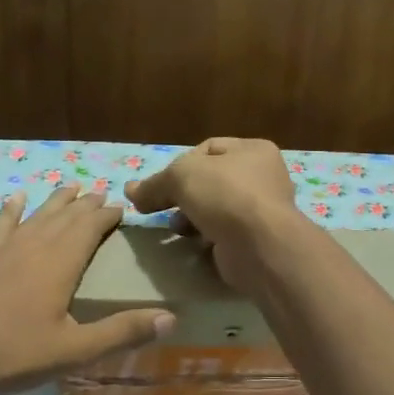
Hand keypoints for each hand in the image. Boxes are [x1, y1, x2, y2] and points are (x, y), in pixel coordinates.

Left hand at [0, 185, 173, 394]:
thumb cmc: (12, 354)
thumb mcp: (74, 350)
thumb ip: (122, 332)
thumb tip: (171, 317)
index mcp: (60, 263)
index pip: (90, 227)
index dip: (107, 215)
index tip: (122, 207)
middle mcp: (33, 246)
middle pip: (65, 216)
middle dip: (86, 205)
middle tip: (101, 194)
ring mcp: (1, 250)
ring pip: (36, 216)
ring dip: (55, 202)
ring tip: (70, 188)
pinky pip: (0, 226)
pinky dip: (11, 211)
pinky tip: (15, 199)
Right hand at [124, 137, 299, 288]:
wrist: (260, 246)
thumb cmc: (225, 195)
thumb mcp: (181, 177)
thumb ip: (154, 184)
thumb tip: (130, 191)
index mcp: (254, 150)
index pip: (208, 149)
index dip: (180, 163)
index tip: (162, 184)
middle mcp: (263, 177)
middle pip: (210, 181)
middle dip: (182, 195)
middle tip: (161, 208)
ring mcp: (262, 211)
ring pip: (215, 209)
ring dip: (192, 217)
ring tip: (176, 228)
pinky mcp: (256, 240)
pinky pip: (223, 234)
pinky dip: (206, 238)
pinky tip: (193, 244)